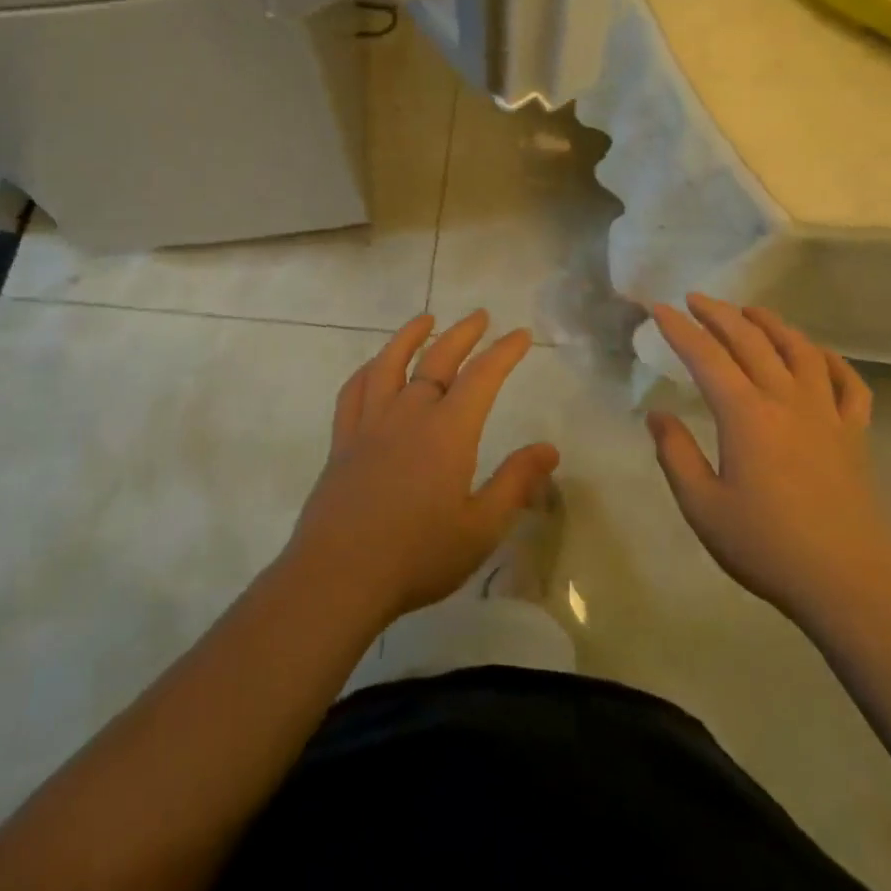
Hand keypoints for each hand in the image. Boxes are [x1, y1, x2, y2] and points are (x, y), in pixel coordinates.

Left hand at [286, 311, 558, 625]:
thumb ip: (516, 483)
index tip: (520, 334)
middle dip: (463, 334)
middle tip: (480, 316)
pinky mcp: (343, 440)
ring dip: (409, 336)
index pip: (483, 377)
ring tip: (425, 319)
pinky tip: (374, 366)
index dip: (504, 352)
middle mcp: (409, 414)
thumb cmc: (418, 555)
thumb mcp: (481, 527)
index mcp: (448, 431)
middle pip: (438, 359)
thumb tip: (549, 448)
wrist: (340, 574)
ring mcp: (371, 423)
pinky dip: (367, 370)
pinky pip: (353, 392)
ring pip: (390, 364)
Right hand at [647, 293, 890, 632]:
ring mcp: (826, 414)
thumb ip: (676, 455)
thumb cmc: (767, 545)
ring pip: (800, 350)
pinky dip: (832, 360)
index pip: (705, 356)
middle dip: (719, 314)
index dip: (679, 329)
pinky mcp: (855, 434)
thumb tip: (658, 415)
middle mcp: (786, 400)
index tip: (658, 308)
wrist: (849, 583)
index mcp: (745, 414)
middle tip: (696, 299)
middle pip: (750, 341)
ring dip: (772, 324)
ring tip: (751, 311)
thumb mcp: (702, 506)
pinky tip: (818, 354)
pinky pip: (849, 384)